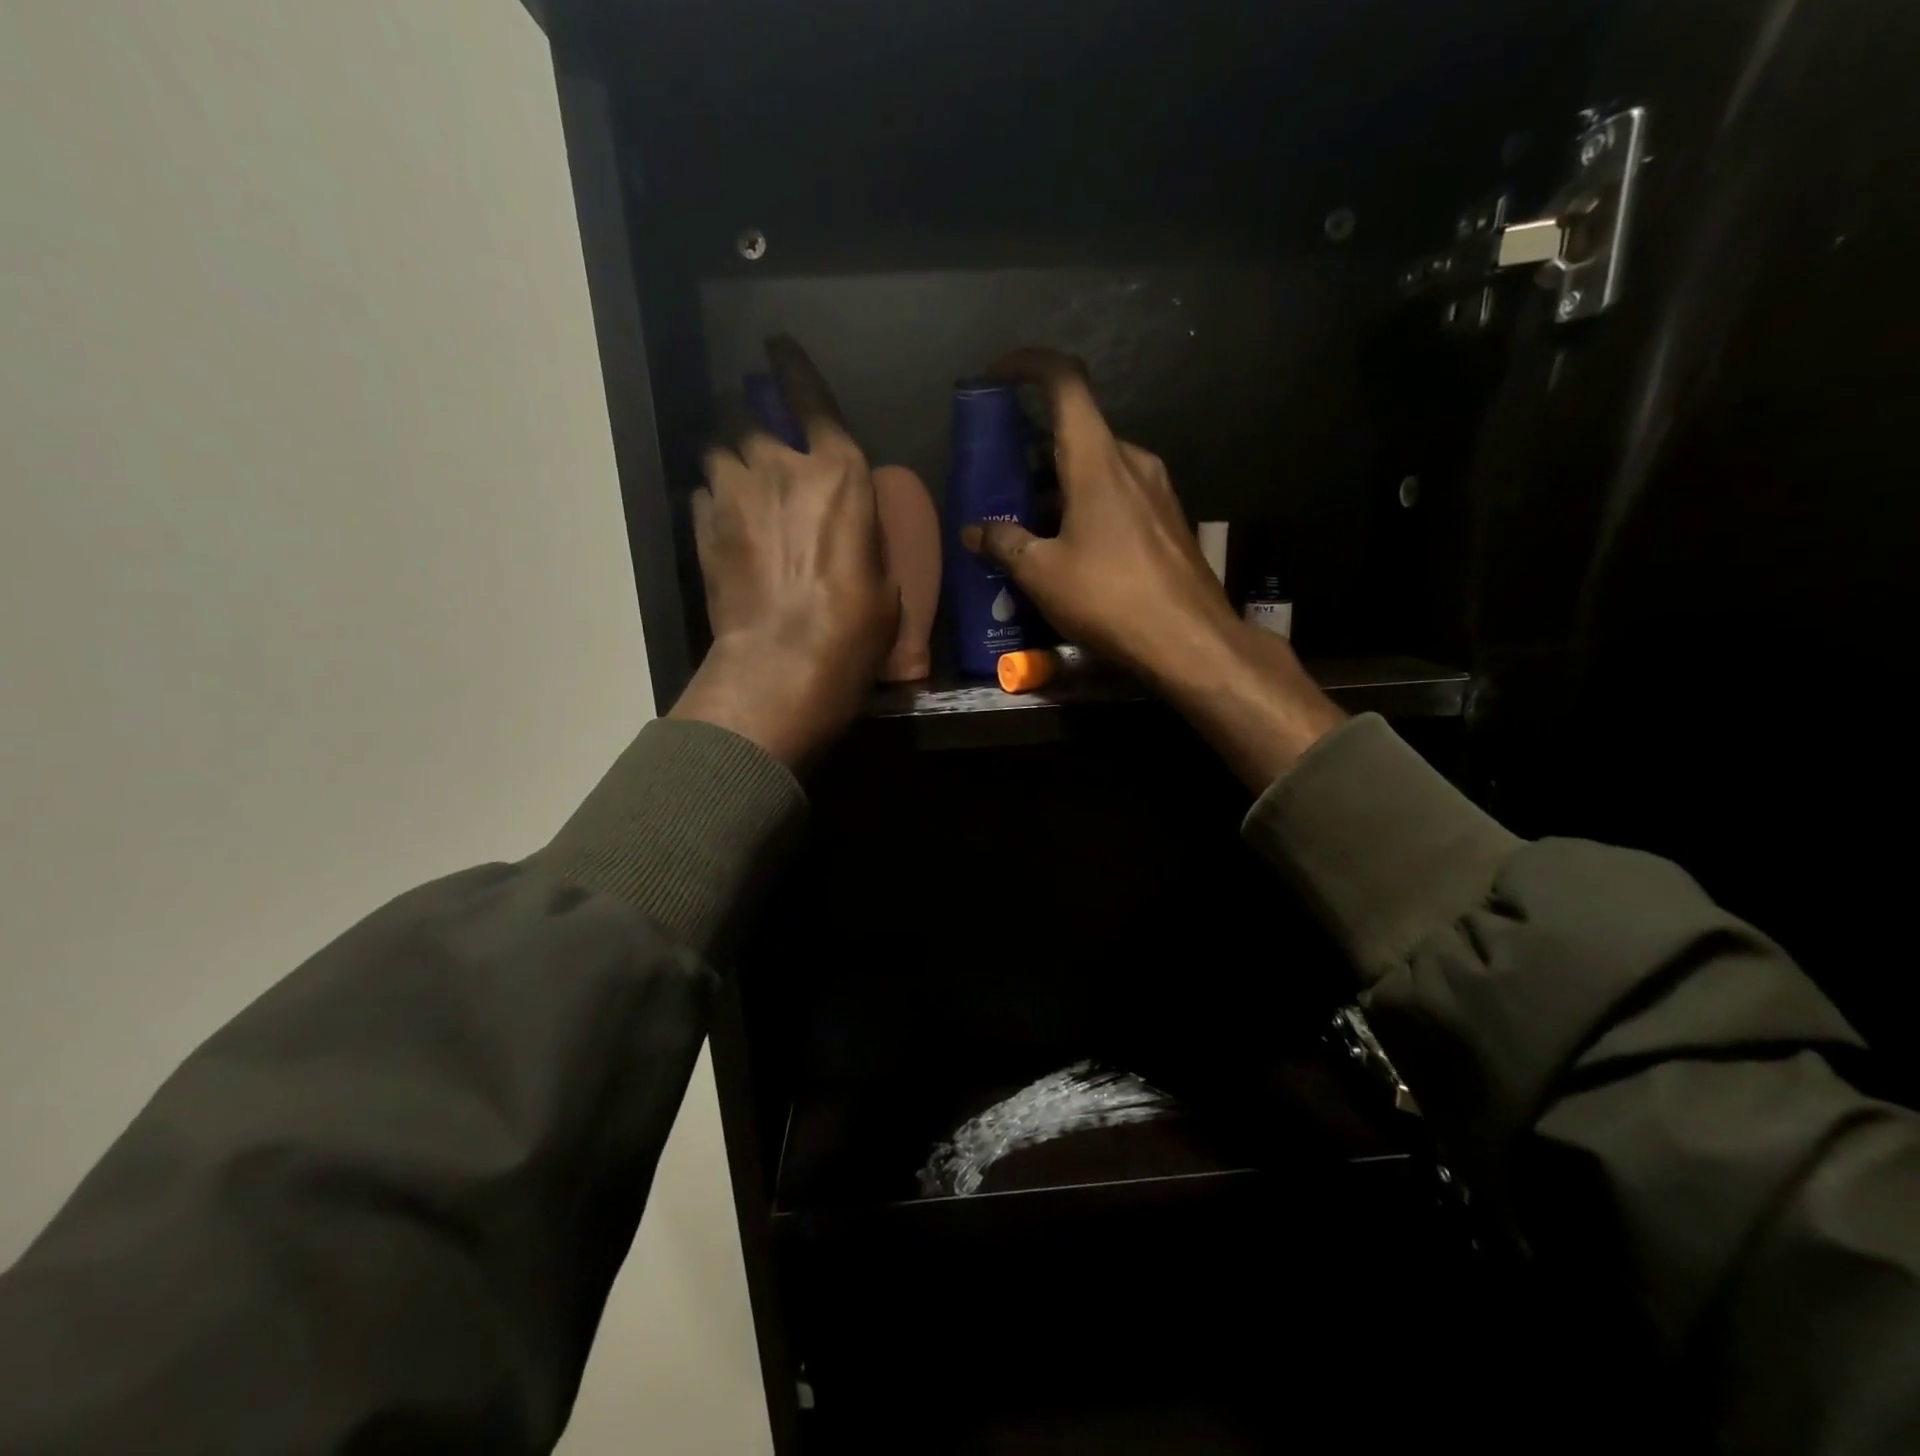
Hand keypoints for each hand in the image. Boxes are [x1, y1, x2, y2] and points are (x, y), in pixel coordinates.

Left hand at [669, 337, 897, 769]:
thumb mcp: (885, 578)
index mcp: (839, 474)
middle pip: (749, 415)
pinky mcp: (704, 528)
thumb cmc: (856, 626)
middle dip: (749, 413)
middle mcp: (782, 468)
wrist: (787, 661)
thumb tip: (848, 521)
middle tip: (752, 425)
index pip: (812, 398)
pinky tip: (721, 515)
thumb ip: (863, 532)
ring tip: (733, 471)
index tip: (775, 343)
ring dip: (726, 453)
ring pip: (717, 448)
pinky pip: (702, 491)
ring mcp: (735, 495)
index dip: (793, 366)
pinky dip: (712, 494)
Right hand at [962, 348, 1343, 788]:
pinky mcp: (1168, 521)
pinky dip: (1086, 508)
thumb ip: (1005, 544)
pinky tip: (1069, 551)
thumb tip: (976, 531)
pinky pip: (1118, 497)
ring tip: (1027, 529)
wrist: (1189, 641)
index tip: (998, 376)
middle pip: (1076, 434)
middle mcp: (1133, 462)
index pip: (1064, 382)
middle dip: (1033, 454)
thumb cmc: (1109, 598)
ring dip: (1058, 488)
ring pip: (1097, 470)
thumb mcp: (1042, 574)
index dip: (1028, 365)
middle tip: (1001, 486)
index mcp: (1098, 460)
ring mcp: (1157, 491)